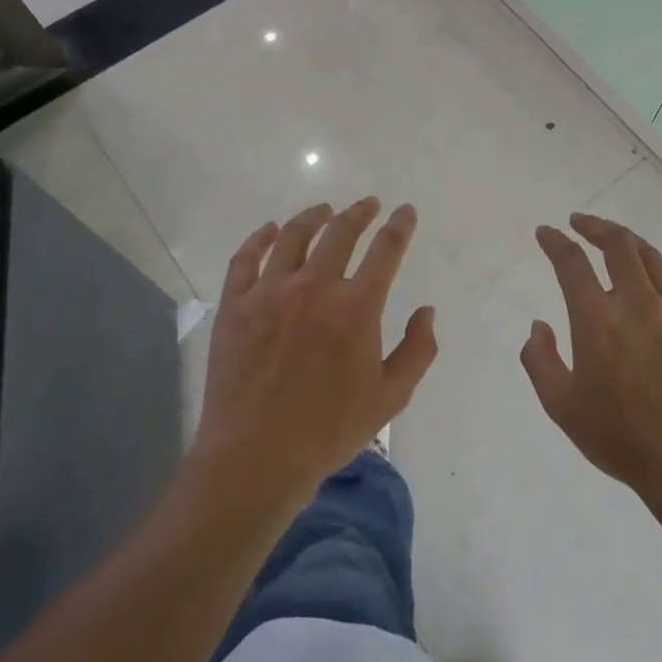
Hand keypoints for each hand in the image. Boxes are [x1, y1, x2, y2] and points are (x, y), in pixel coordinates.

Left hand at [191, 198, 437, 504]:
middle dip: (359, 213)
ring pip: (294, 236)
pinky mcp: (235, 304)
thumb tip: (426, 311)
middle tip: (368, 204)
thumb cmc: (329, 430)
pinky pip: (246, 258)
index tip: (405, 211)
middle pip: (340, 233)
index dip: (399, 226)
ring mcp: (270, 292)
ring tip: (324, 210)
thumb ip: (418, 350)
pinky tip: (270, 231)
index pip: (385, 250)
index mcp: (356, 307)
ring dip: (313, 217)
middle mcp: (314, 287)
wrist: (256, 456)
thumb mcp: (391, 397)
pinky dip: (260, 238)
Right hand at [520, 213, 661, 500]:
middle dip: (595, 226)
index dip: (555, 242)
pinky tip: (655, 269)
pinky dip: (661, 267)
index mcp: (598, 320)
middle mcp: (637, 304)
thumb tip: (540, 326)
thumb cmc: (619, 437)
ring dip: (627, 241)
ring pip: (651, 258)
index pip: (572, 263)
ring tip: (614, 238)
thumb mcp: (561, 405)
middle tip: (579, 222)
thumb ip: (540, 360)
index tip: (545, 232)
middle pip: (618, 245)